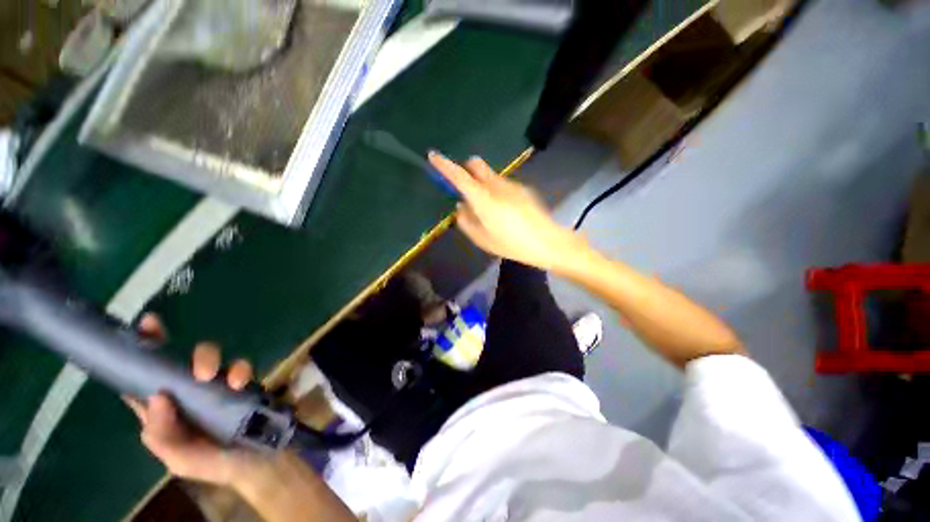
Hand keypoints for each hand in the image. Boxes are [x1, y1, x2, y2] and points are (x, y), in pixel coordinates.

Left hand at [125, 314, 258, 485]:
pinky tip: (239, 382)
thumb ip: (161, 435)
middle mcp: (186, 392)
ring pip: (209, 358)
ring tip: (212, 376)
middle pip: (178, 360)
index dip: (141, 350)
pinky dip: (239, 369)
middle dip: (177, 352)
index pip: (144, 377)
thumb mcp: (179, 458)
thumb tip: (157, 396)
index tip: (146, 326)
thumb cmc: (212, 462)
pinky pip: (239, 367)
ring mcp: (215, 385)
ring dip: (209, 359)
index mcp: (163, 409)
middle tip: (184, 361)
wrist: (256, 462)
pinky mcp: (241, 383)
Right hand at [429, 152, 585, 272]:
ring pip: (489, 174)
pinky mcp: (522, 188)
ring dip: (481, 183)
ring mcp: (511, 184)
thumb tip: (460, 207)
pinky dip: (495, 190)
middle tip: (464, 188)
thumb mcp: (482, 239)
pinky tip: (505, 211)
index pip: (459, 177)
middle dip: (465, 169)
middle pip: (476, 164)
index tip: (433, 156)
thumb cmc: (512, 244)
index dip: (444, 165)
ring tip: (488, 209)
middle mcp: (496, 186)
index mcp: (483, 199)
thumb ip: (466, 221)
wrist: (547, 242)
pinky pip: (501, 183)